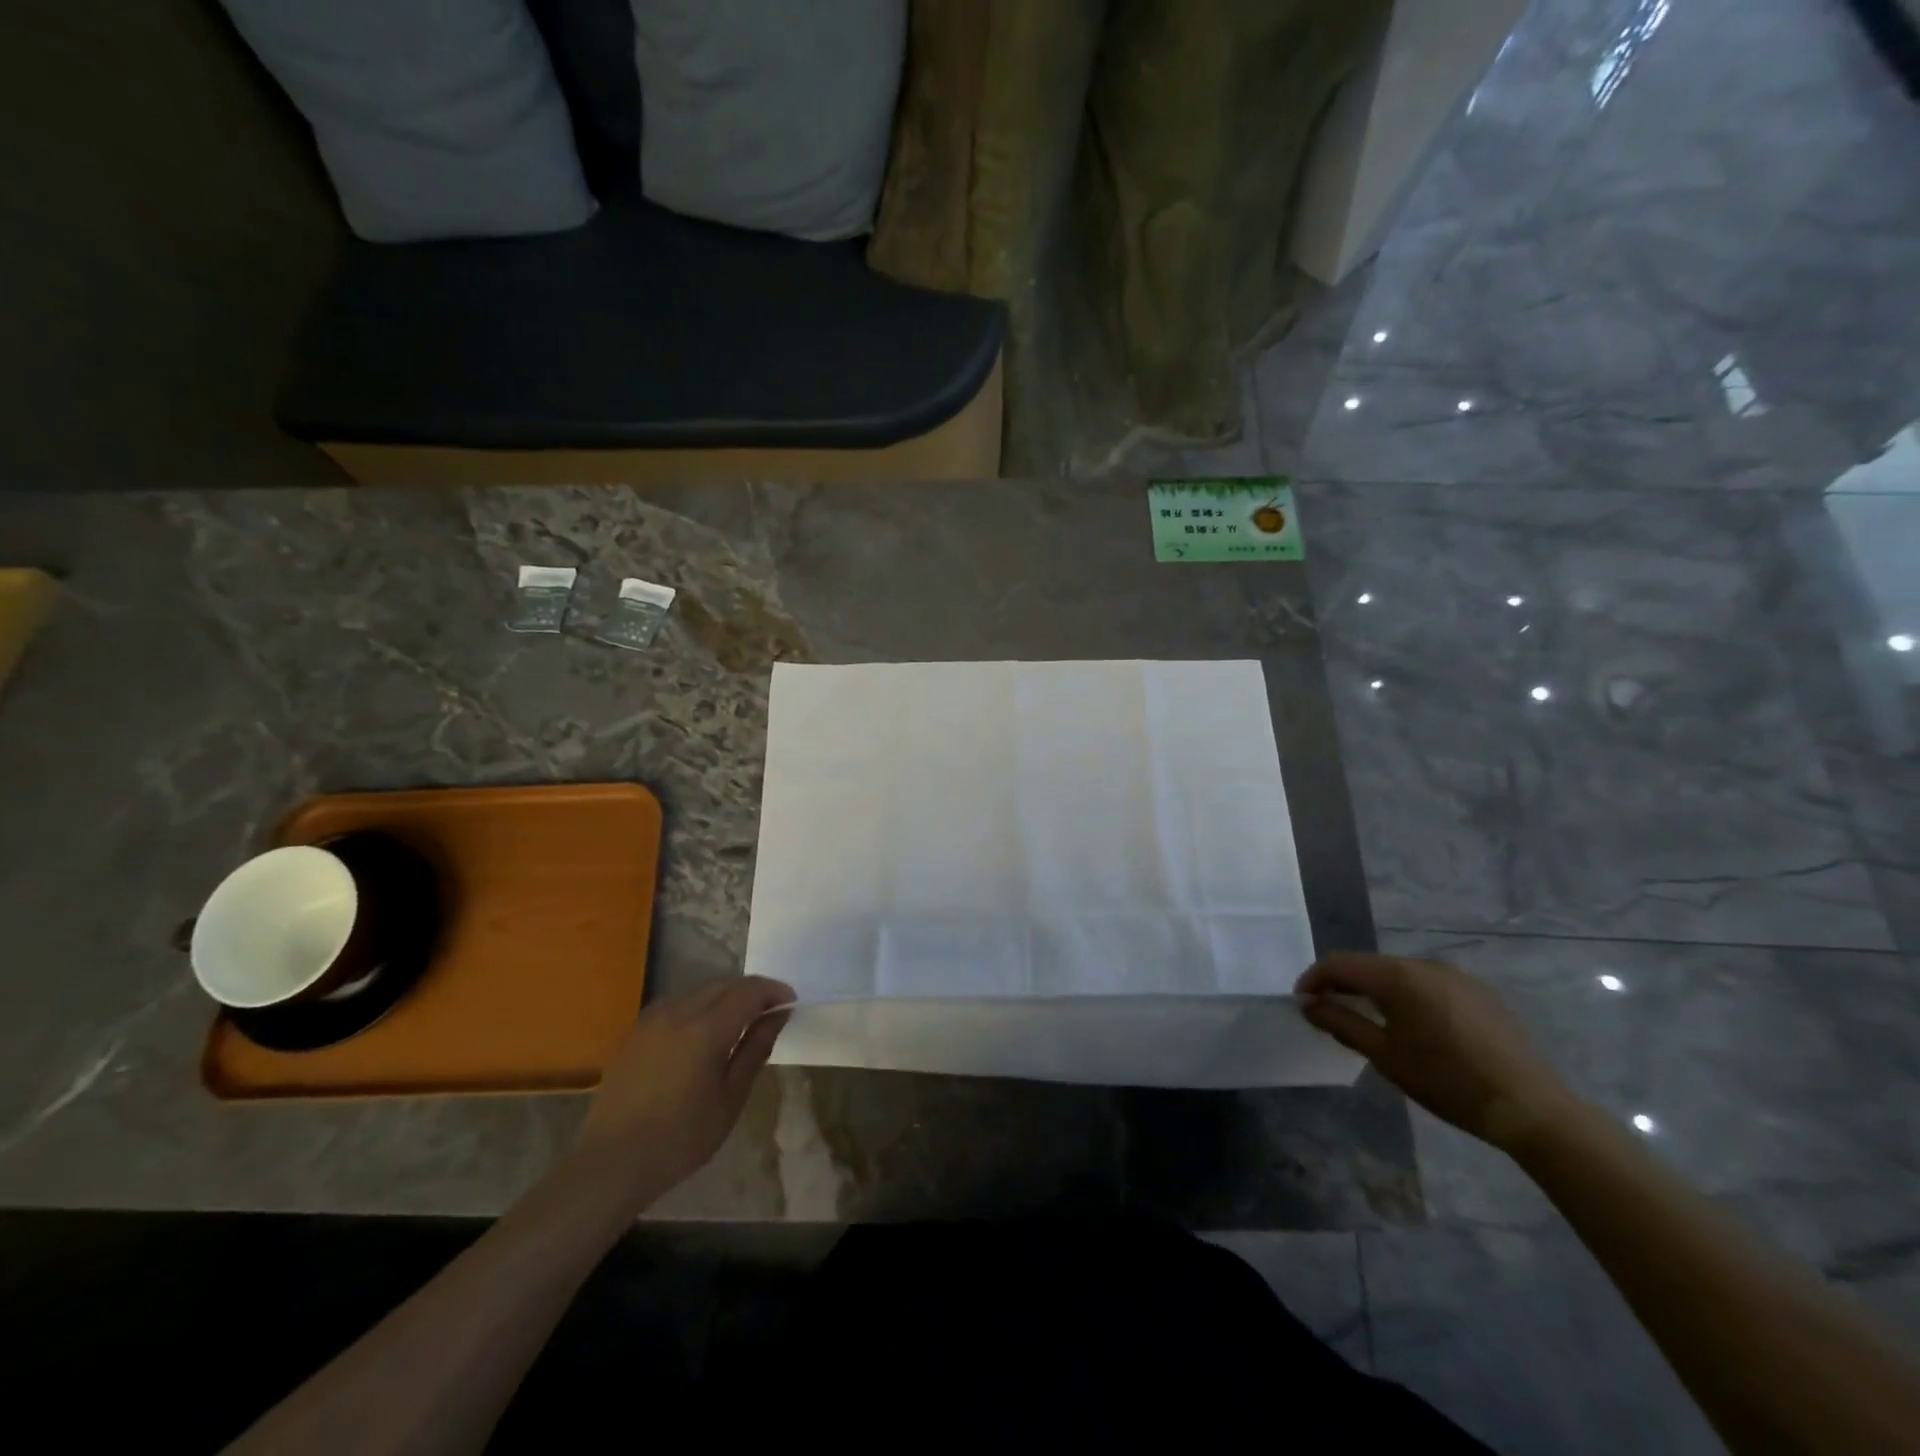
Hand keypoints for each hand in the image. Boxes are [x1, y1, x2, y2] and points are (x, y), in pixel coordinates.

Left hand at [574, 977, 794, 1209]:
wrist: (611, 1164)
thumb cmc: (680, 1139)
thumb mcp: (730, 1099)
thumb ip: (755, 1050)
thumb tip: (777, 1016)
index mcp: (705, 1030)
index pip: (749, 991)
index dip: (774, 992)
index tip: (790, 1004)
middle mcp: (678, 1012)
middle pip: (724, 984)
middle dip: (751, 992)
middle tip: (769, 1013)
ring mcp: (652, 1019)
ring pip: (699, 990)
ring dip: (725, 996)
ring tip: (739, 1022)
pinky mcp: (636, 1031)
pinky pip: (677, 1003)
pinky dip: (700, 1006)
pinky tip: (703, 1032)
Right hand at [1296, 953, 1579, 1151]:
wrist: (1530, 1108)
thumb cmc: (1447, 1081)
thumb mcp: (1384, 1055)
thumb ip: (1341, 1023)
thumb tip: (1309, 1004)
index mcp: (1399, 976)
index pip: (1340, 964)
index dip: (1314, 979)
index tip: (1302, 1003)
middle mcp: (1425, 964)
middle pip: (1370, 966)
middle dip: (1344, 985)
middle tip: (1328, 1012)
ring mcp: (1457, 976)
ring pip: (1400, 975)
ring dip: (1376, 991)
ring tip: (1368, 1020)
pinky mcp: (1480, 992)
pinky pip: (1429, 985)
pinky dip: (1408, 997)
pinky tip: (1414, 1026)